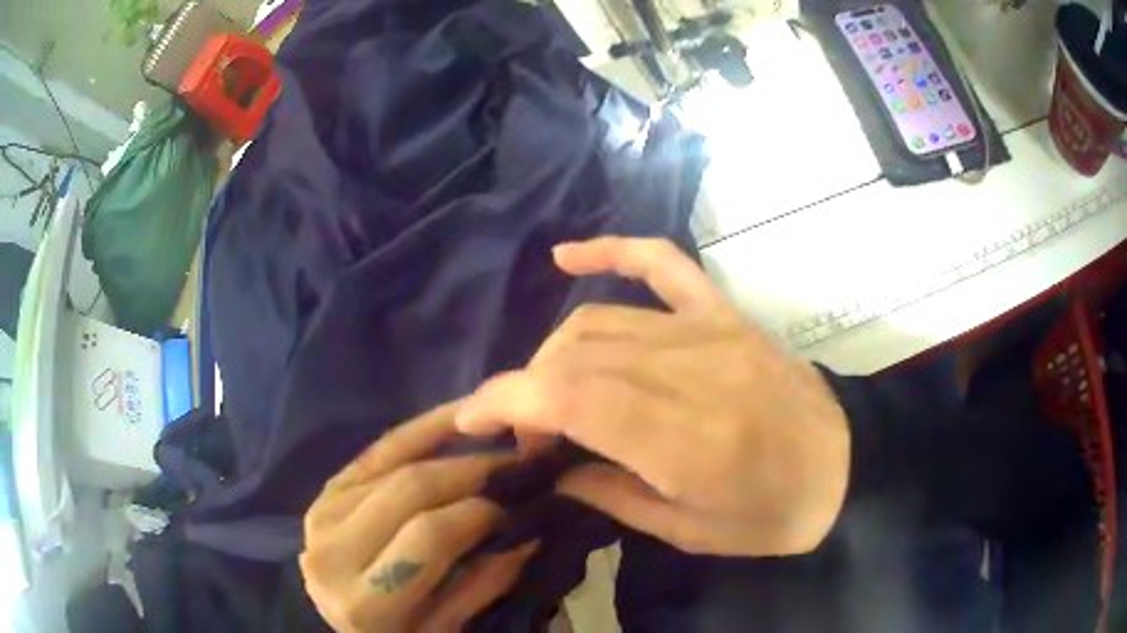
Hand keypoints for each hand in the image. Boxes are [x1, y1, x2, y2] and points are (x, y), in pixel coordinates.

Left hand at [301, 404, 538, 631]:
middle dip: (471, 470)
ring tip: (495, 445)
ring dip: (452, 449)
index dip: (479, 511)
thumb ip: (485, 581)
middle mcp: (332, 551)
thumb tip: (529, 528)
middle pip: (409, 489)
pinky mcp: (325, 490)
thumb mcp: (447, 627)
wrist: (346, 623)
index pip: (428, 536)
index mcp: (365, 601)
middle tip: (516, 463)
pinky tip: (457, 417)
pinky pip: (379, 451)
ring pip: (396, 463)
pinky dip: (421, 432)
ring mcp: (320, 514)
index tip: (519, 500)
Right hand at [455, 237, 850, 556]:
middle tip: (528, 436)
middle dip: (527, 392)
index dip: (506, 400)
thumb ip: (609, 494)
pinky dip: (612, 251)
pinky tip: (568, 255)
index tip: (470, 420)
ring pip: (600, 321)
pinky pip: (662, 264)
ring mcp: (711, 330)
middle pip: (575, 356)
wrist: (847, 466)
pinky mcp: (724, 313)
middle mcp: (692, 369)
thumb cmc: (772, 515)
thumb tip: (552, 467)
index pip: (570, 396)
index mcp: (686, 437)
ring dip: (555, 356)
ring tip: (551, 396)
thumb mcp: (687, 531)